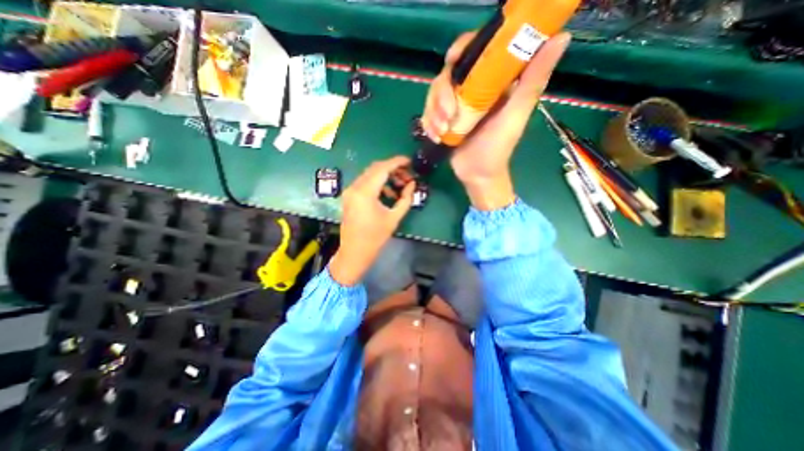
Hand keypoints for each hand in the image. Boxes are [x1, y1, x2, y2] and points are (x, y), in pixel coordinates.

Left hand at [329, 157, 413, 286]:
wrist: (354, 252)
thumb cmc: (375, 238)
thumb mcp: (394, 218)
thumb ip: (405, 199)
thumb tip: (412, 184)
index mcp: (365, 192)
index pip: (382, 169)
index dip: (397, 162)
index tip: (409, 161)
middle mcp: (355, 187)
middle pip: (375, 168)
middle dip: (392, 168)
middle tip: (407, 175)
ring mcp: (350, 191)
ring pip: (370, 174)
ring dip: (385, 176)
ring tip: (400, 184)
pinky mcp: (349, 196)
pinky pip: (365, 183)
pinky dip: (377, 183)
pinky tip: (388, 192)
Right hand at [421, 31, 569, 210]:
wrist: (478, 175)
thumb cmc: (498, 148)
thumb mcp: (516, 115)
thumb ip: (532, 82)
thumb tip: (561, 37)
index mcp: (491, 83)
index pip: (473, 53)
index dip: (460, 51)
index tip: (452, 61)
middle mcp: (472, 91)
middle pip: (447, 75)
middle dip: (442, 96)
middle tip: (448, 117)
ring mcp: (455, 106)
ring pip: (434, 95)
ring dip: (433, 113)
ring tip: (442, 132)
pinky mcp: (443, 120)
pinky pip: (428, 113)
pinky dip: (428, 123)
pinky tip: (435, 136)